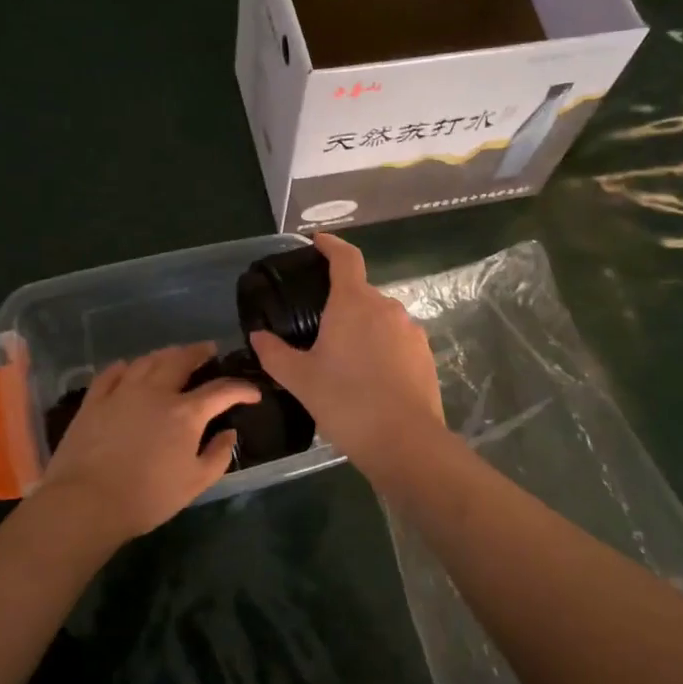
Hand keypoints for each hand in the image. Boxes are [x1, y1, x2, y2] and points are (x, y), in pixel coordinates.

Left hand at [40, 343, 260, 542]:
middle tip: (209, 350)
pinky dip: (126, 366)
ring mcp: (122, 392)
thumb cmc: (147, 497)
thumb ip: (218, 455)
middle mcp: (156, 392)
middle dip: (199, 352)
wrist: (87, 502)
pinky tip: (129, 368)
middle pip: (181, 360)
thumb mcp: (195, 483)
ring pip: (148, 360)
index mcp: (186, 413)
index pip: (222, 390)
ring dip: (166, 354)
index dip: (242, 389)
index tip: (253, 393)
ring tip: (174, 354)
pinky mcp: (94, 400)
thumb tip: (229, 432)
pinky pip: (112, 373)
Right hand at [248, 233, 442, 467]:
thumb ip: (275, 353)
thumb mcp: (300, 380)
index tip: (317, 242)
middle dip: (340, 304)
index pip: (345, 258)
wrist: (404, 441)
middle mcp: (386, 307)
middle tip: (318, 330)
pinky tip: (371, 378)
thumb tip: (257, 336)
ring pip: (380, 319)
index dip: (331, 245)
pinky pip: (397, 340)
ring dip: (362, 329)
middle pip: (360, 293)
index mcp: (353, 303)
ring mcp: (411, 330)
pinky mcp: (425, 354)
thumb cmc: (346, 402)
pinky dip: (381, 349)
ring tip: (344, 361)